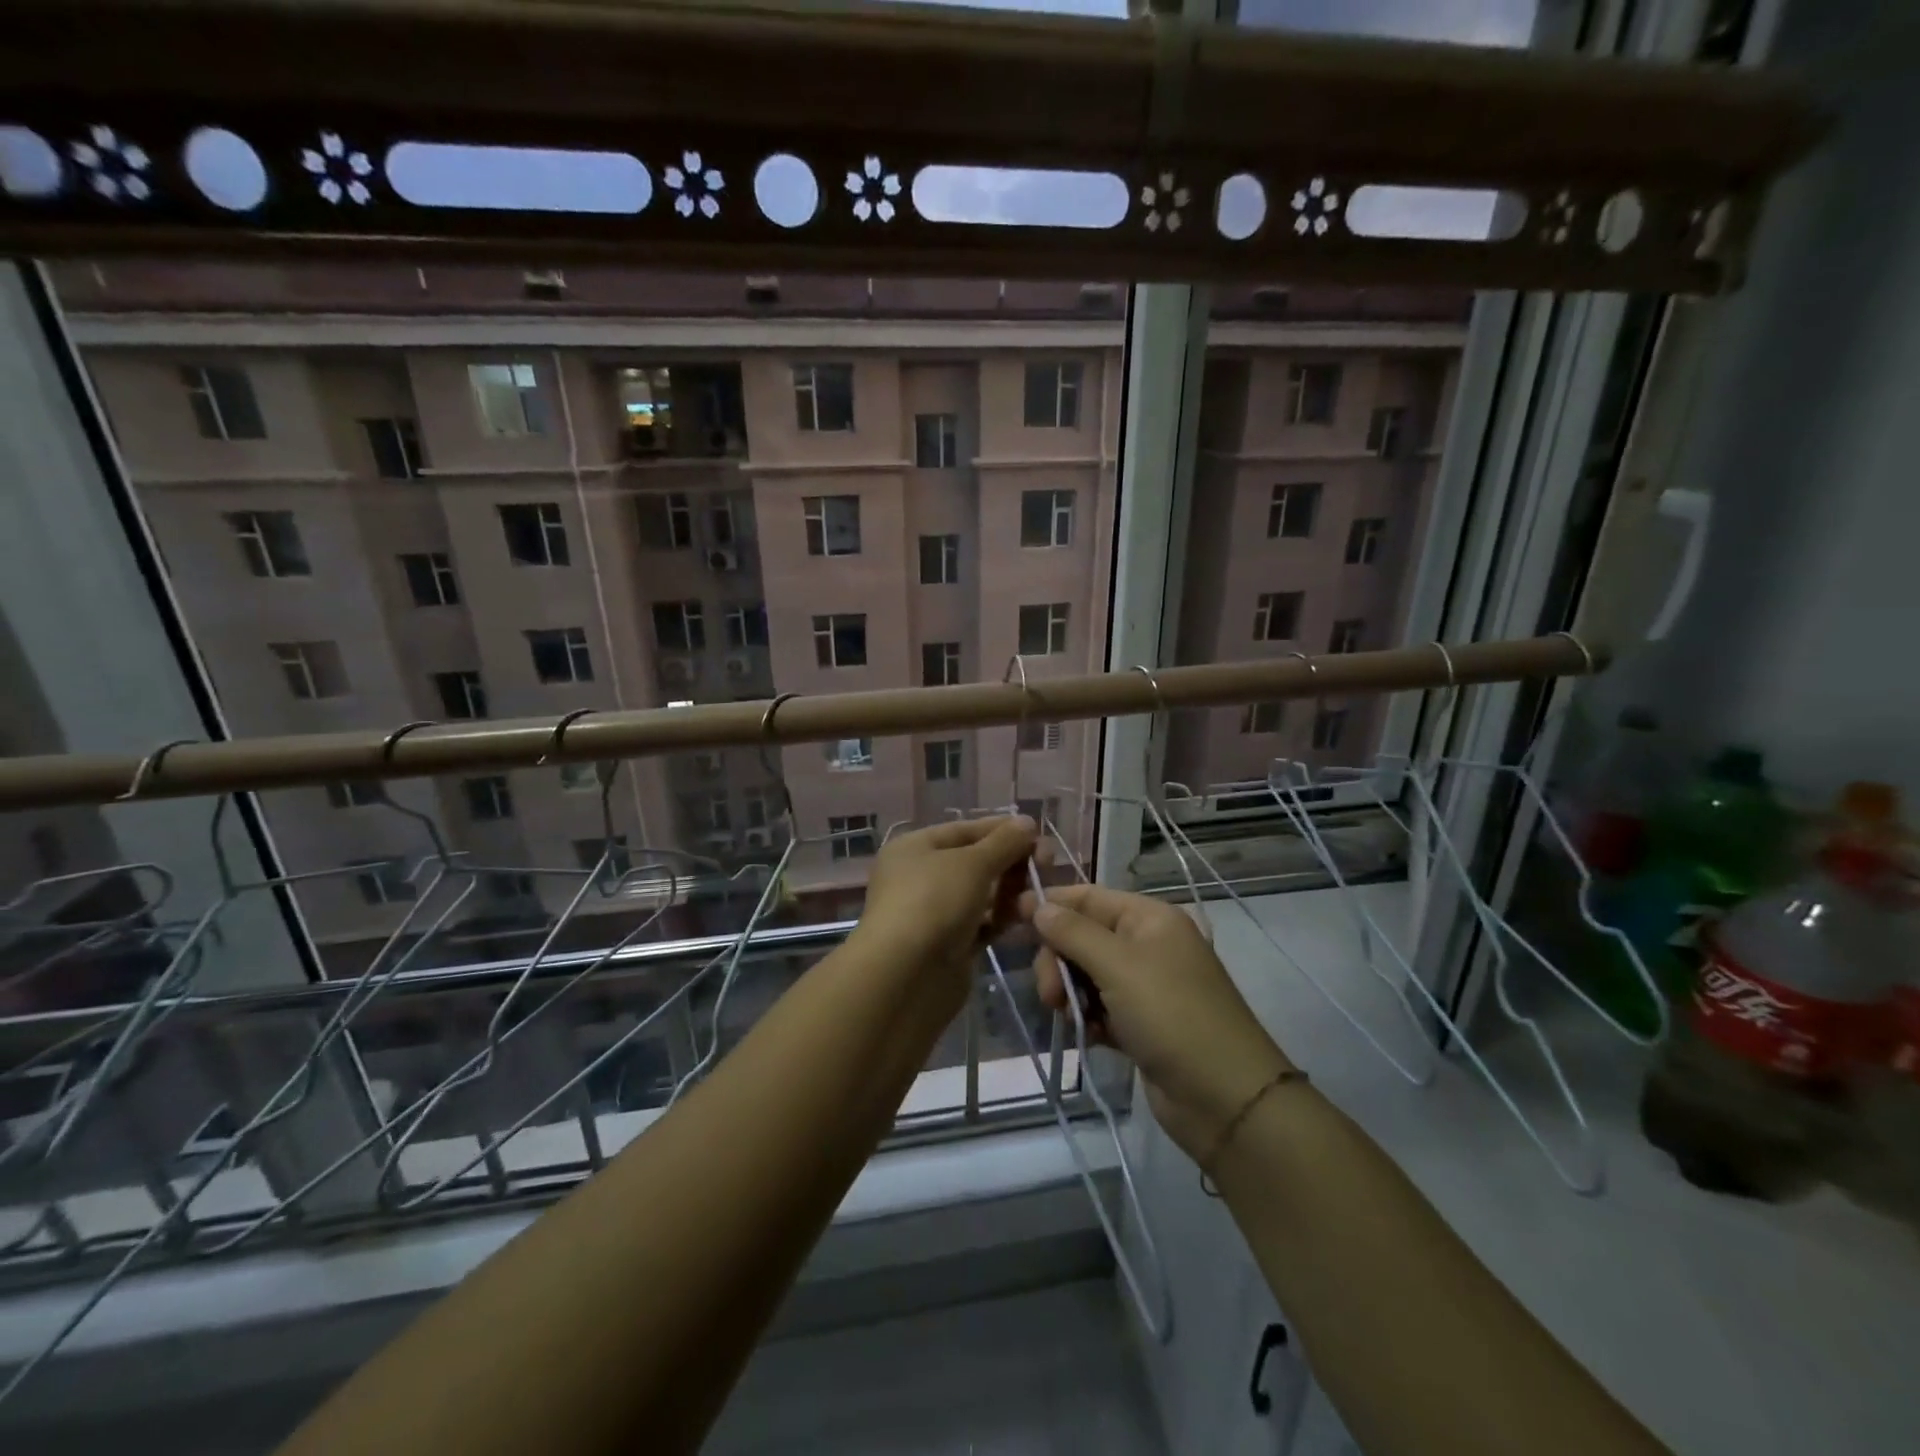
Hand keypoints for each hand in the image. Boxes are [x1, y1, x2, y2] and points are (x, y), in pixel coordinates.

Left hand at [853, 816, 1038, 987]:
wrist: (906, 976)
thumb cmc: (934, 902)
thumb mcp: (972, 863)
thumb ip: (1004, 842)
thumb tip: (1027, 822)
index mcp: (914, 848)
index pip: (964, 830)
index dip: (1001, 829)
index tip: (1038, 833)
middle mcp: (920, 877)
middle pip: (974, 862)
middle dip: (1010, 862)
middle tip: (1047, 864)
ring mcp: (933, 914)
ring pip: (980, 895)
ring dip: (1010, 892)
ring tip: (1038, 895)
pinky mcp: (948, 946)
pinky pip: (981, 925)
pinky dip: (1002, 920)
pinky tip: (1027, 918)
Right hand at [1022, 884, 1293, 1163]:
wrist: (1225, 1098)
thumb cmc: (1172, 1015)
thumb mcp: (1118, 966)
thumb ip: (1073, 932)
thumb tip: (1037, 905)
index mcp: (1149, 918)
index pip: (1089, 896)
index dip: (1051, 904)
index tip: (1011, 917)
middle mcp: (1147, 945)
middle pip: (1083, 936)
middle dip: (1059, 960)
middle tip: (1050, 993)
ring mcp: (1146, 986)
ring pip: (1086, 974)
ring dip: (1070, 992)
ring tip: (1070, 1018)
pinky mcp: (1141, 1024)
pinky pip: (1099, 1008)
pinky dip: (1088, 1018)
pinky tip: (1088, 1035)